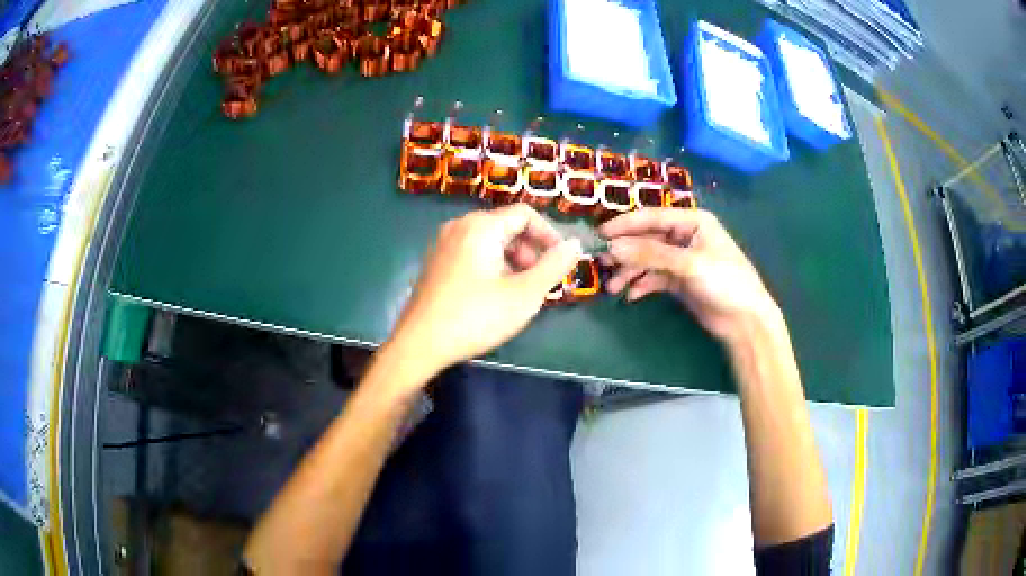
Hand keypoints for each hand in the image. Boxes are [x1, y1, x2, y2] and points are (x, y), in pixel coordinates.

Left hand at [388, 204, 581, 378]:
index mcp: (480, 226)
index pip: (526, 214)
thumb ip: (554, 266)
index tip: (562, 262)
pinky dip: (493, 266)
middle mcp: (459, 226)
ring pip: (490, 241)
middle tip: (541, 281)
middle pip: (507, 225)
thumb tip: (575, 244)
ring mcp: (443, 244)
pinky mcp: (436, 263)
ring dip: (513, 260)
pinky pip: (473, 253)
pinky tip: (495, 295)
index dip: (550, 235)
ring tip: (521, 291)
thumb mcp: (524, 294)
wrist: (420, 344)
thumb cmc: (475, 317)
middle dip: (531, 250)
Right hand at [599, 208, 781, 345]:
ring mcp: (681, 259)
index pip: (652, 217)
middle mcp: (685, 236)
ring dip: (630, 272)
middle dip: (625, 252)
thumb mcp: (689, 264)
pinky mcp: (679, 281)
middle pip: (647, 239)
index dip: (625, 225)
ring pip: (648, 260)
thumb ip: (651, 254)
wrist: (745, 320)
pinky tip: (632, 295)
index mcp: (692, 221)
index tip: (600, 234)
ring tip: (613, 287)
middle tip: (602, 263)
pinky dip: (642, 285)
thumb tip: (613, 248)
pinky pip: (654, 278)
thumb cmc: (725, 281)